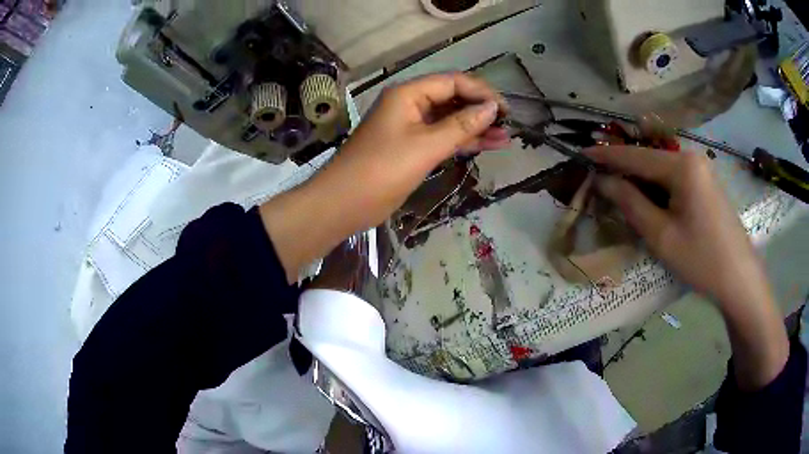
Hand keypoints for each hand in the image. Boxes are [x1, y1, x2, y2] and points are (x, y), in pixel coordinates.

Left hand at [261, 73, 508, 282]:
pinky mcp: (412, 147)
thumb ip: (461, 125)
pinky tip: (486, 146)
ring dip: (476, 127)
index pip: (453, 82)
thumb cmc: (382, 170)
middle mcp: (410, 104)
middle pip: (452, 98)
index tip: (506, 109)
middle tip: (508, 124)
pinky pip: (442, 137)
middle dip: (480, 109)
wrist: (344, 203)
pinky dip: (463, 141)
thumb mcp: (426, 145)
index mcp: (409, 94)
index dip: (481, 92)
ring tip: (505, 137)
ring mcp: (411, 126)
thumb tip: (493, 107)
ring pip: (449, 120)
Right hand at [586, 146, 787, 389]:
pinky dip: (656, 187)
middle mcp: (691, 158)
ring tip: (618, 191)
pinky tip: (648, 201)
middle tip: (598, 178)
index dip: (607, 156)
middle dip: (623, 167)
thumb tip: (603, 181)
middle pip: (649, 159)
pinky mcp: (706, 184)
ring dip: (640, 179)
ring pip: (661, 169)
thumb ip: (631, 203)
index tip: (580, 154)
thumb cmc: (701, 259)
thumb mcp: (662, 236)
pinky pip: (674, 178)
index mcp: (682, 166)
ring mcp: (701, 170)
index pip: (636, 156)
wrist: (740, 278)